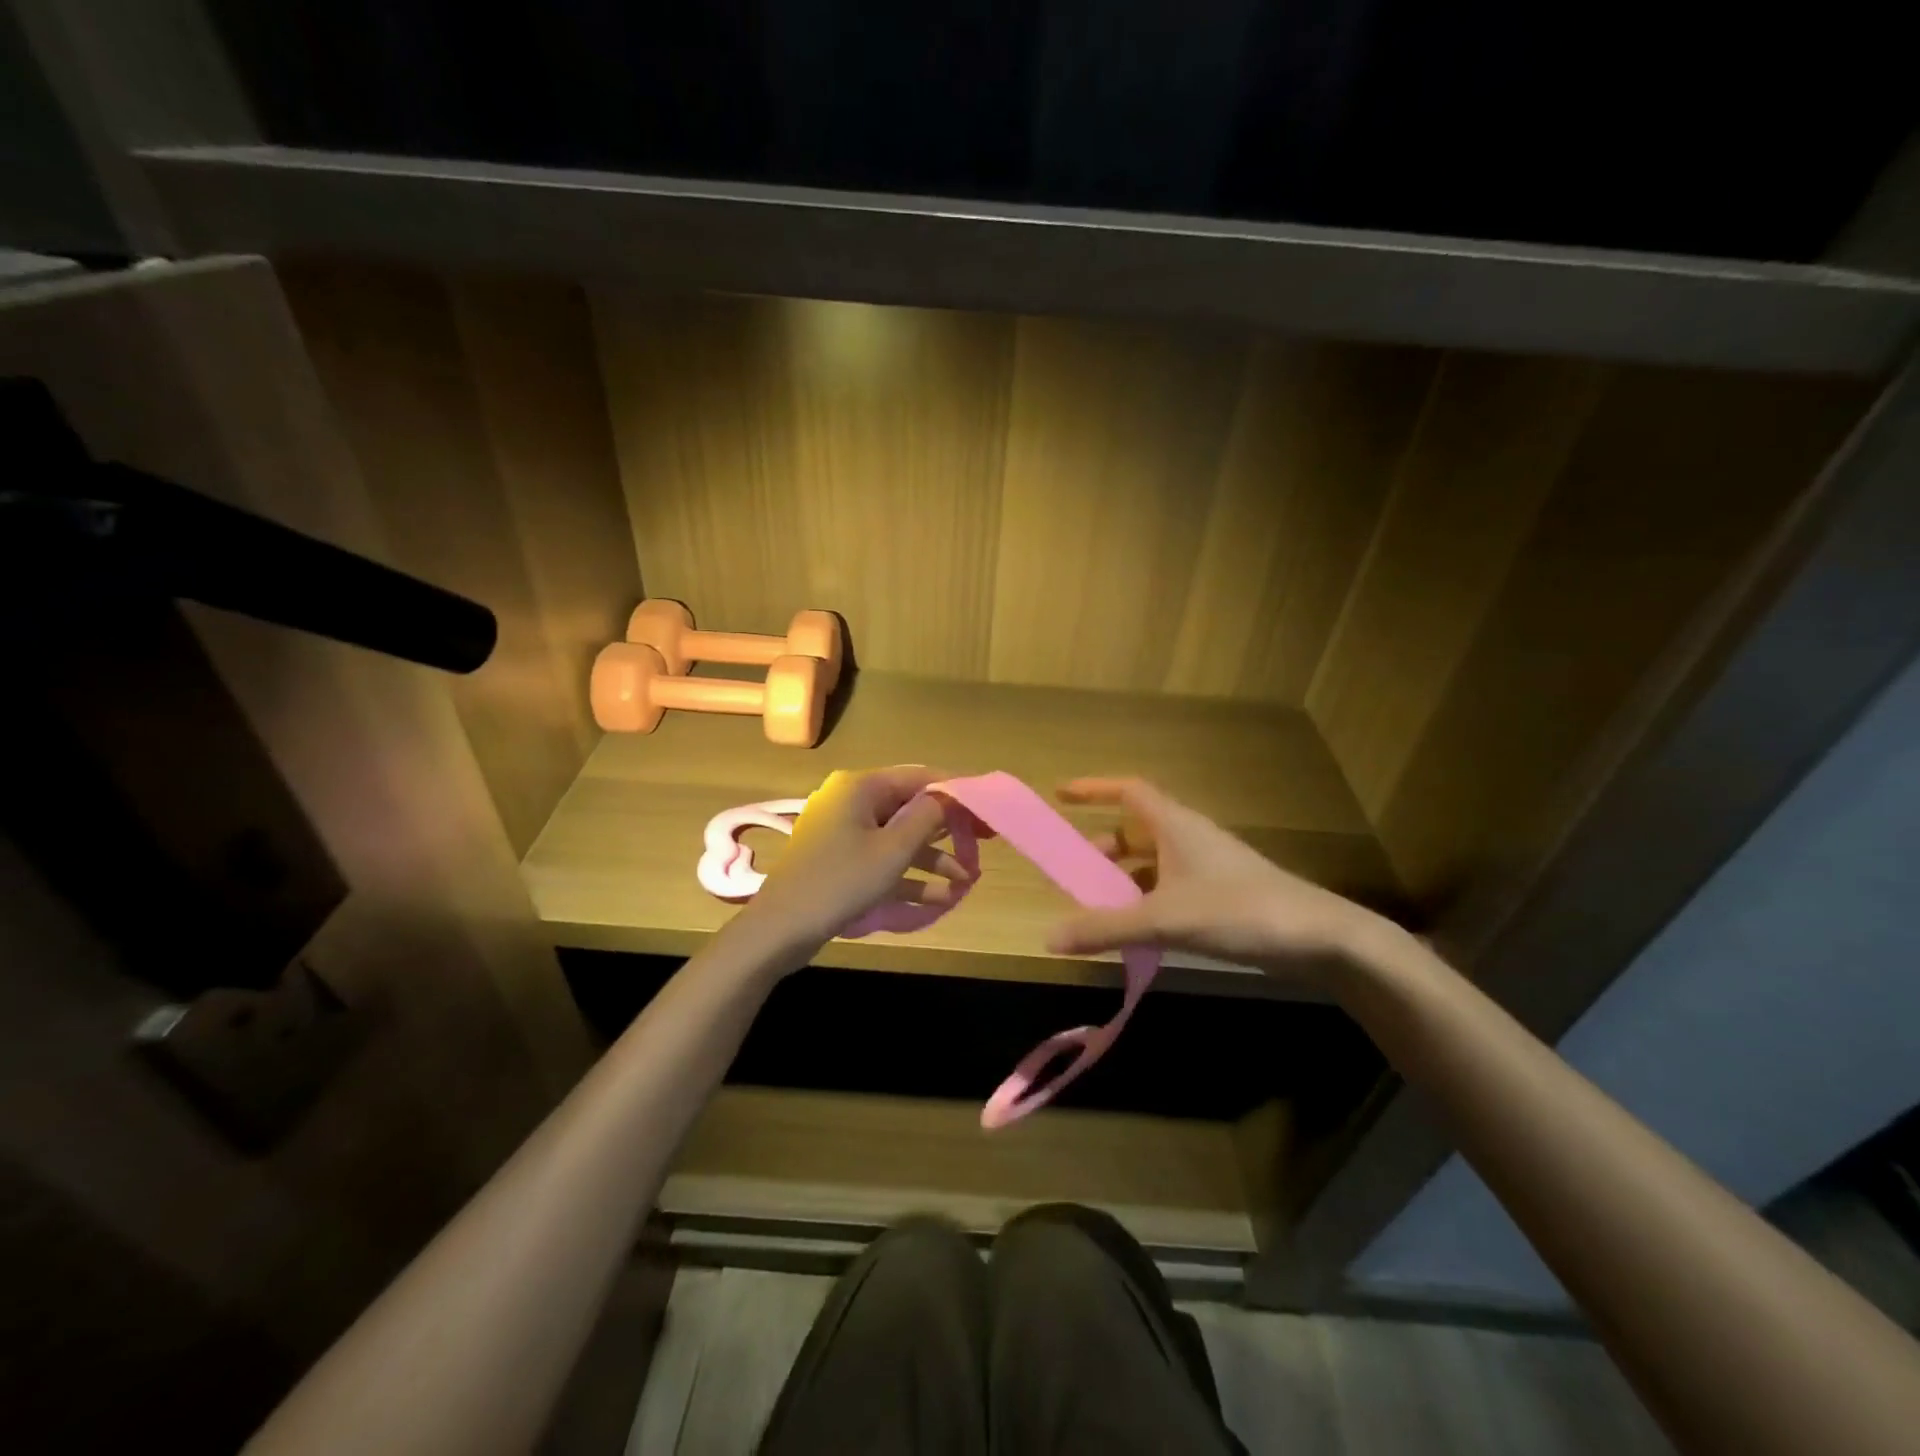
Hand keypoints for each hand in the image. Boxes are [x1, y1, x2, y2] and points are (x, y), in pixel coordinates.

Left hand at [740, 766, 974, 955]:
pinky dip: (909, 876)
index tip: (986, 809)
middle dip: (948, 830)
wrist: (779, 930)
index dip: (956, 792)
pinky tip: (941, 898)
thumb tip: (950, 795)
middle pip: (911, 808)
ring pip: (900, 838)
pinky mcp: (841, 862)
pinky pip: (883, 861)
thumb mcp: (892, 850)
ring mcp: (845, 834)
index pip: (919, 777)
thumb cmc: (840, 881)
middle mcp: (853, 802)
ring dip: (933, 859)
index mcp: (861, 787)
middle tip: (984, 843)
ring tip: (968, 882)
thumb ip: (927, 818)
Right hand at [1046, 778, 1385, 974]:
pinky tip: (1139, 932)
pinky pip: (1170, 888)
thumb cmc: (1239, 911)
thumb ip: (1106, 928)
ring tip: (1100, 908)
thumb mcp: (1165, 919)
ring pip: (1154, 862)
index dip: (1093, 789)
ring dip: (1124, 879)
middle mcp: (1190, 838)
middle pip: (1136, 830)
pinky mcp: (1222, 895)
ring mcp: (1208, 867)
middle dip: (1102, 847)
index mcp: (1175, 825)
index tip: (1060, 796)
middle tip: (1076, 873)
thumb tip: (1048, 937)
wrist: (1320, 938)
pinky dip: (1147, 901)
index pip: (1127, 791)